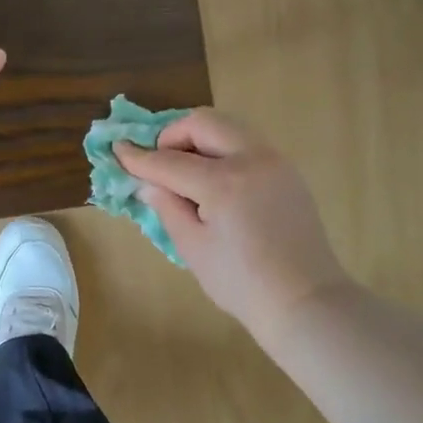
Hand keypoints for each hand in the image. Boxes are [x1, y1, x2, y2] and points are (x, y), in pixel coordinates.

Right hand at [116, 110, 349, 339]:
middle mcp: (252, 159)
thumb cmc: (242, 283)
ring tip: (185, 171)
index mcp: (224, 182)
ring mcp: (275, 161)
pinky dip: (223, 150)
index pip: (170, 161)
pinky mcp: (288, 171)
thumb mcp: (193, 248)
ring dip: (200, 139)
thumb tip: (149, 183)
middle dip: (173, 135)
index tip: (118, 150)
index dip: (139, 157)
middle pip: (204, 122)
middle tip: (159, 162)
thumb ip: (168, 207)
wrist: (304, 300)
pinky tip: (214, 181)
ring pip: (229, 127)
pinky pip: (248, 144)